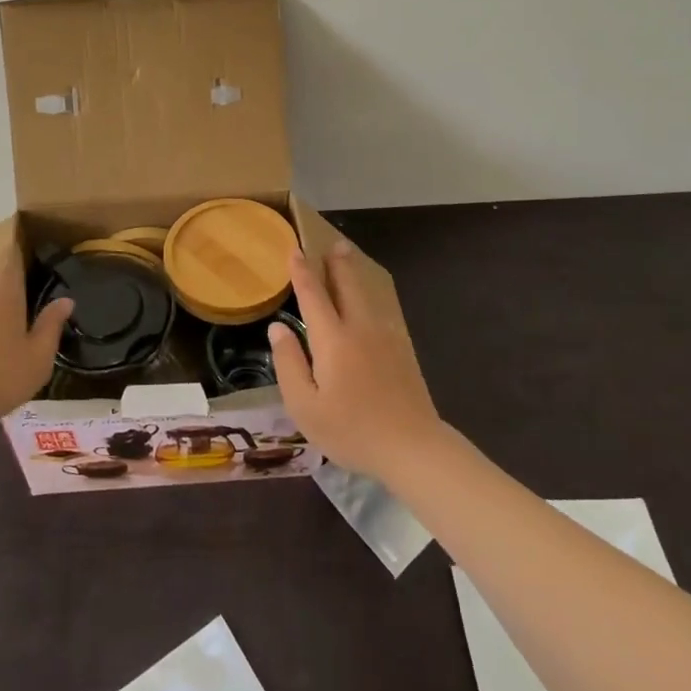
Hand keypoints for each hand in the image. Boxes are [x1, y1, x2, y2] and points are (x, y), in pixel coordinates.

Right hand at [268, 240, 445, 482]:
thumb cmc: (351, 430)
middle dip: (337, 264)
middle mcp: (359, 329)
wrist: (413, 447)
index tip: (295, 250)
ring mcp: (385, 339)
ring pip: (366, 297)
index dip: (301, 272)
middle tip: (333, 244)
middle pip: (347, 286)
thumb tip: (277, 329)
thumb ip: (289, 364)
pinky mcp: (401, 352)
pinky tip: (369, 306)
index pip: (313, 296)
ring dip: (354, 276)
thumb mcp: (305, 406)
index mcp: (333, 339)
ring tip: (348, 261)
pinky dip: (369, 299)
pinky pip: (380, 313)